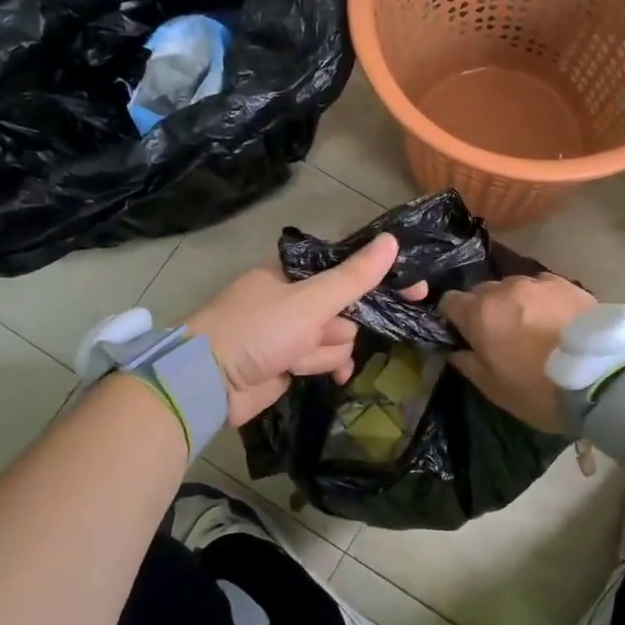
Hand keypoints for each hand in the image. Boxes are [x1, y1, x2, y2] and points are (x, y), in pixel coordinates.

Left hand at [184, 233, 423, 426]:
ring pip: (337, 337)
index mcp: (293, 272)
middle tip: (322, 333)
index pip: (348, 269)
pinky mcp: (289, 361)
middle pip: (346, 307)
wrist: (209, 382)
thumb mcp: (309, 301)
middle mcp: (295, 298)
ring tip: (296, 357)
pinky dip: (325, 367)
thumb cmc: (257, 329)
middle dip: (338, 326)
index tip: (415, 288)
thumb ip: (353, 277)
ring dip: (324, 351)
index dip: (380, 278)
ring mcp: (292, 331)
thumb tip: (392, 241)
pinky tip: (331, 378)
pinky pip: (324, 359)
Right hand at [440, 275, 595, 432]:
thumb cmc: (539, 389)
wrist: (603, 377)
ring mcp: (537, 283)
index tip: (464, 335)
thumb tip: (455, 350)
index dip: (453, 318)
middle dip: (484, 310)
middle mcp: (504, 289)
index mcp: (479, 313)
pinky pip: (541, 287)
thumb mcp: (495, 389)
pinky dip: (540, 300)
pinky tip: (554, 319)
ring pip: (513, 287)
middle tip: (500, 335)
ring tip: (531, 326)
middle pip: (481, 292)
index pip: (449, 301)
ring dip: (513, 303)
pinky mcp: (566, 283)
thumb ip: (467, 364)